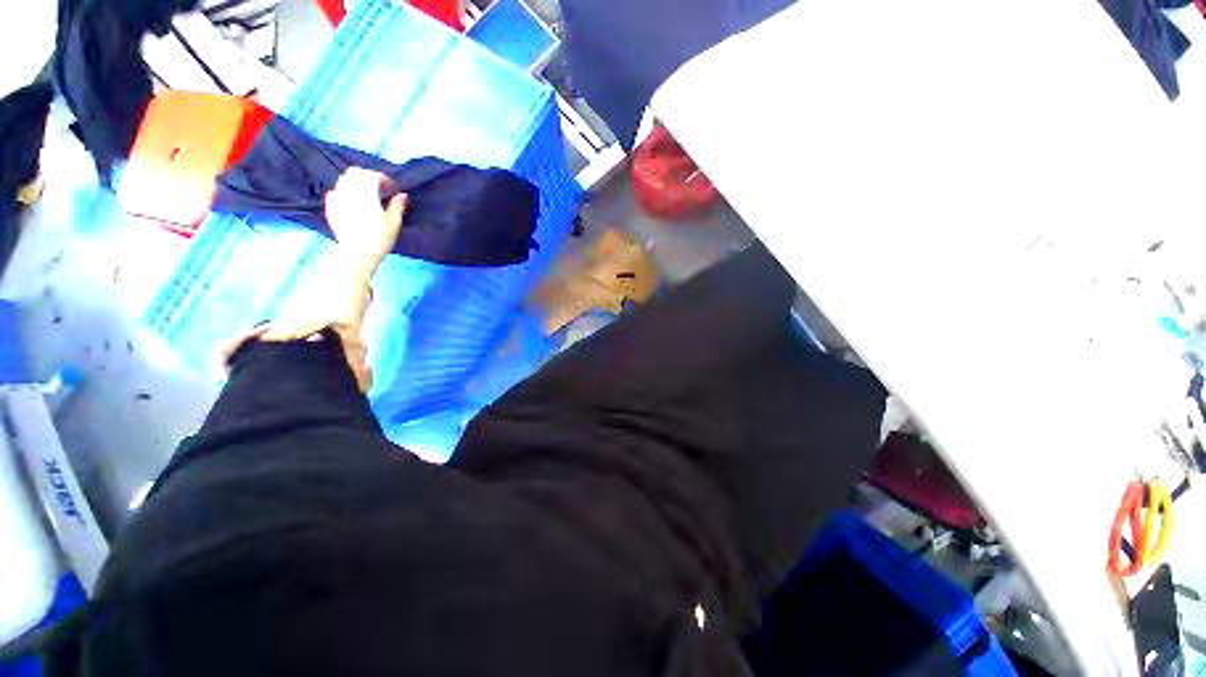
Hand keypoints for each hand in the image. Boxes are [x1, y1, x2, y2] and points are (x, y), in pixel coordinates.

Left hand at [324, 167, 407, 276]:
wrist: (357, 253)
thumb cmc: (379, 238)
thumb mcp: (394, 222)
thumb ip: (398, 205)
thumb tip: (402, 195)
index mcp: (366, 192)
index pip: (375, 176)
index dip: (386, 180)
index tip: (394, 190)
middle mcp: (349, 190)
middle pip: (356, 172)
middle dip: (368, 176)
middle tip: (379, 187)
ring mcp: (337, 197)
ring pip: (344, 179)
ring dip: (356, 181)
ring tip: (365, 193)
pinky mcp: (330, 206)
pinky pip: (335, 191)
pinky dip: (344, 190)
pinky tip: (351, 200)